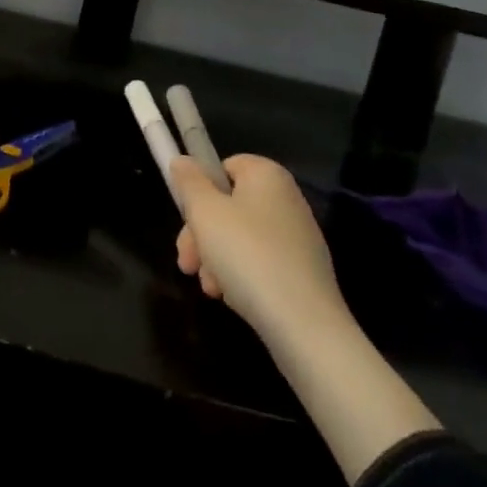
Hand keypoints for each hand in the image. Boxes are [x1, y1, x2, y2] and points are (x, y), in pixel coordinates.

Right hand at [170, 154, 348, 343]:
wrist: (303, 324)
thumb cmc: (247, 254)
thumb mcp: (204, 212)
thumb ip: (189, 182)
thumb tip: (183, 162)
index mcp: (267, 175)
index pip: (224, 166)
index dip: (200, 191)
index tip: (186, 219)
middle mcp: (287, 199)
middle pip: (229, 206)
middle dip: (201, 234)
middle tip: (187, 263)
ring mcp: (298, 237)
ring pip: (241, 238)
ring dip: (216, 259)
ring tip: (210, 287)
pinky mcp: (303, 272)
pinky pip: (261, 263)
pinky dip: (241, 276)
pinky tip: (231, 297)